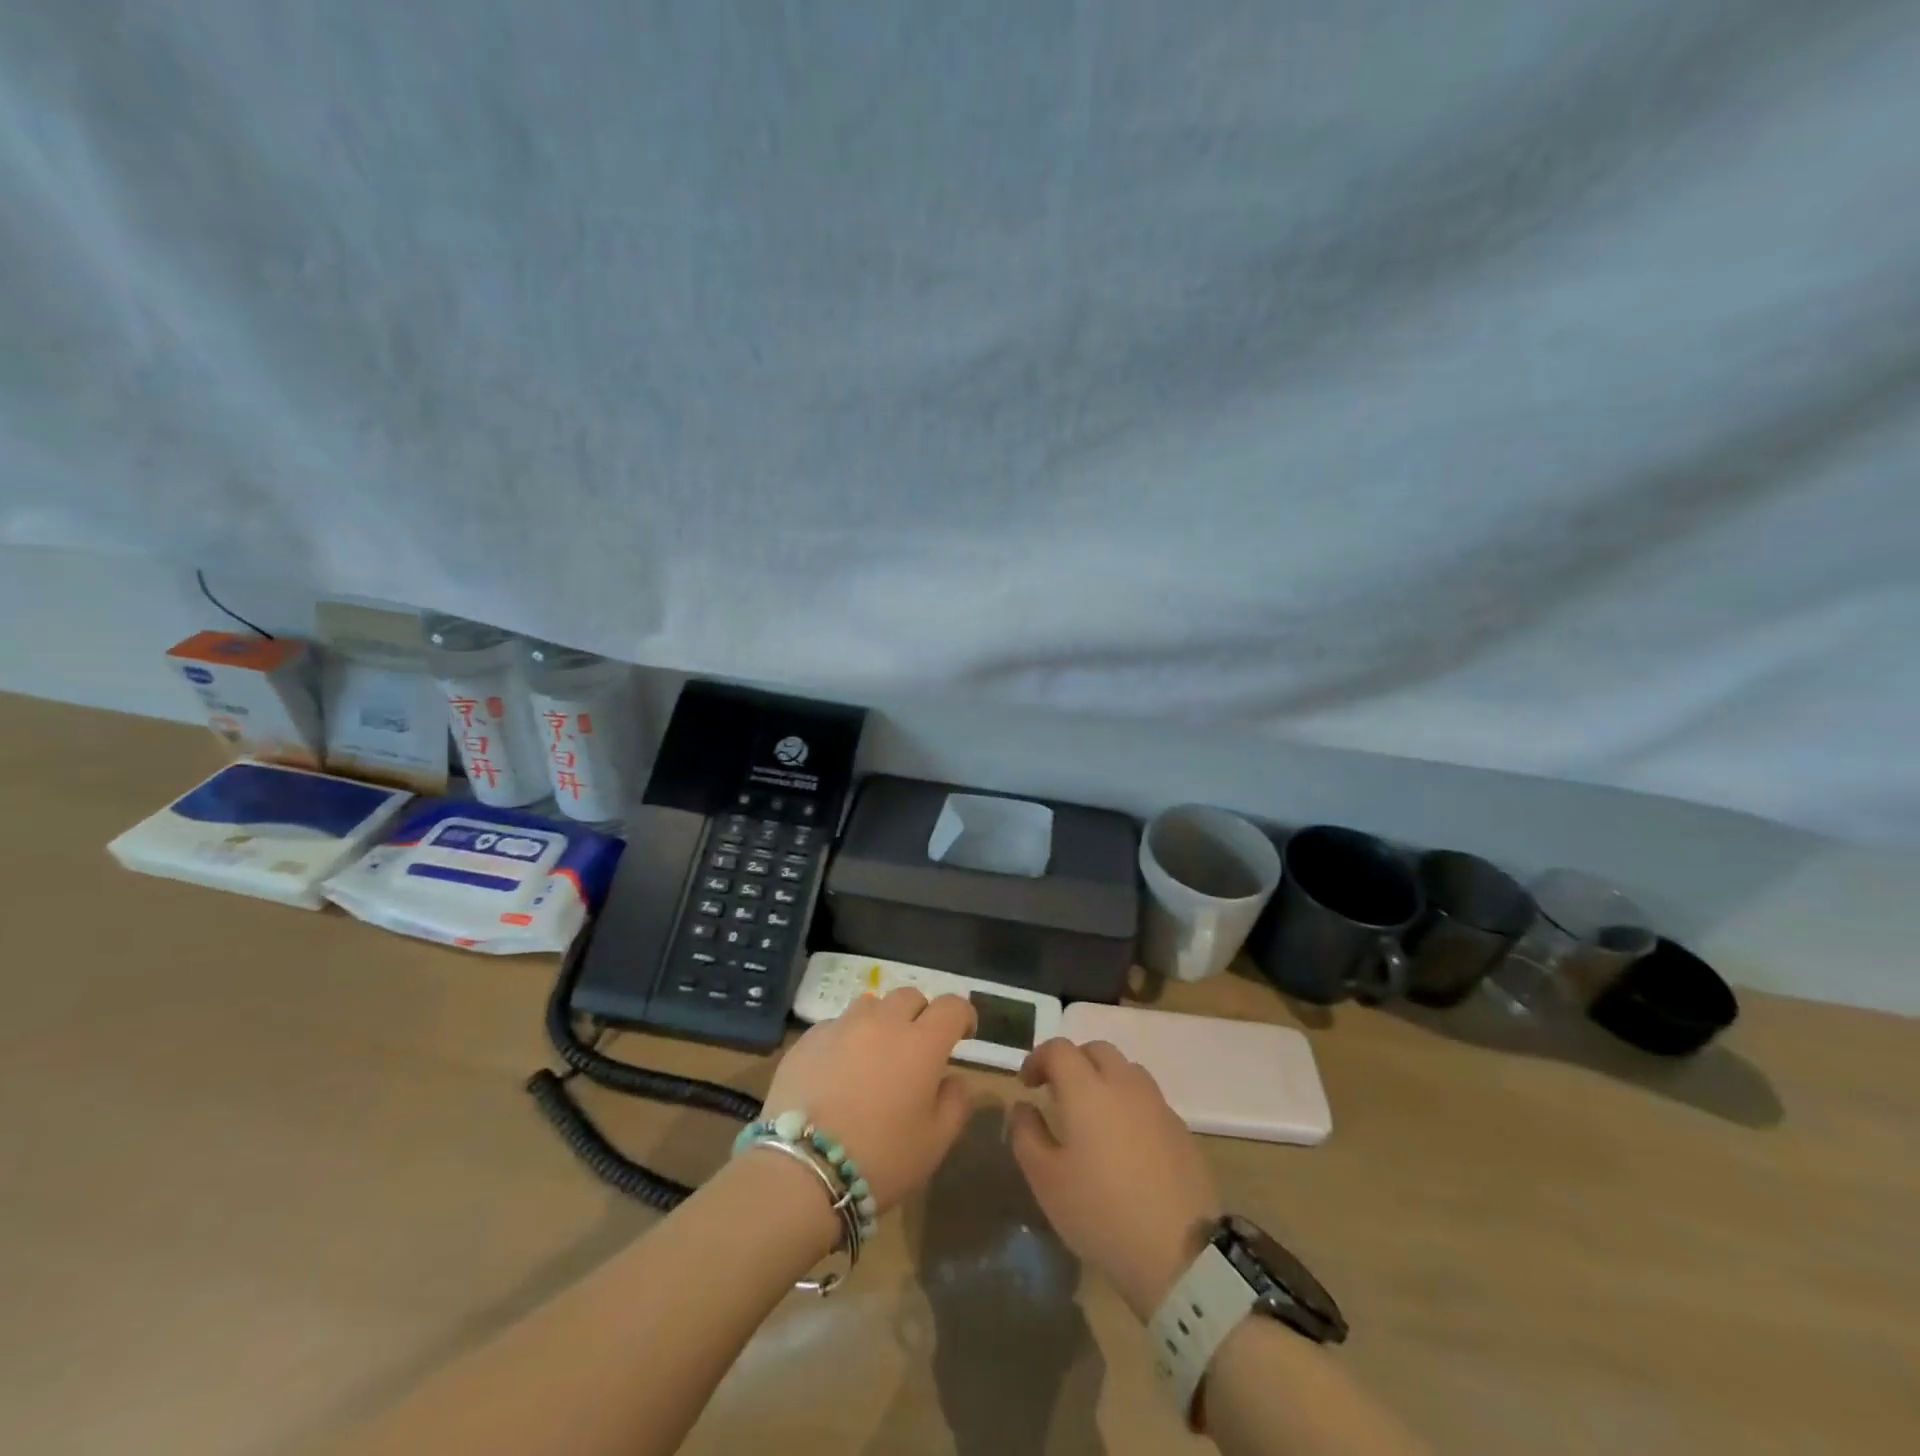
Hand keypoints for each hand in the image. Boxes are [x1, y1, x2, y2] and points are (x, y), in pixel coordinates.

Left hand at [762, 989, 977, 1215]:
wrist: (802, 1170)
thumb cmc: (880, 1159)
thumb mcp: (935, 1142)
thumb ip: (955, 1102)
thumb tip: (954, 1078)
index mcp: (921, 1043)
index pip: (952, 1006)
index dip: (963, 1016)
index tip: (964, 1034)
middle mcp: (883, 1022)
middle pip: (910, 996)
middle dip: (921, 1015)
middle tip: (917, 1047)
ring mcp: (842, 1026)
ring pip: (871, 1005)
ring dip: (882, 1021)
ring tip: (876, 1054)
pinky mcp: (808, 1039)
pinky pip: (837, 1025)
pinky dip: (847, 1039)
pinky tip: (839, 1071)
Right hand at [1009, 1039, 1220, 1320]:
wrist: (1182, 1254)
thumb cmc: (1101, 1213)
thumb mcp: (1047, 1181)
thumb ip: (1027, 1135)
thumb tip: (1023, 1106)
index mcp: (1087, 1089)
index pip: (1059, 1049)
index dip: (1038, 1059)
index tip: (1027, 1085)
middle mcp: (1124, 1083)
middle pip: (1096, 1050)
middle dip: (1072, 1063)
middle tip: (1057, 1094)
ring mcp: (1157, 1104)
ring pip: (1125, 1070)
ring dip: (1103, 1079)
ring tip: (1092, 1116)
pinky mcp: (1180, 1128)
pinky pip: (1147, 1099)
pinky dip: (1128, 1104)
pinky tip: (1124, 1143)